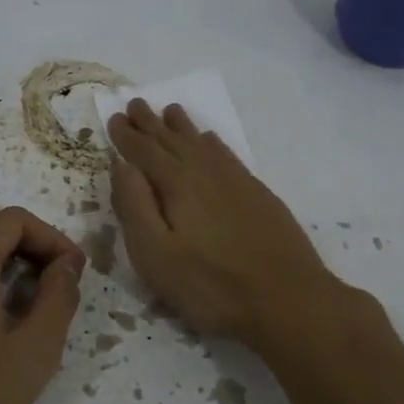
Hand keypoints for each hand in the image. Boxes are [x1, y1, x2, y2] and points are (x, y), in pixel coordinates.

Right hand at [108, 99, 341, 346]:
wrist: (288, 300)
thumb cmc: (211, 286)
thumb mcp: (156, 255)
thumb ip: (135, 205)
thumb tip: (121, 163)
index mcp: (177, 184)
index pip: (144, 151)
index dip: (127, 135)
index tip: (114, 116)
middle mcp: (206, 172)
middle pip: (173, 140)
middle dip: (151, 123)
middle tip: (136, 103)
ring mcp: (237, 181)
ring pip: (202, 143)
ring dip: (182, 126)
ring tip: (170, 110)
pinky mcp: (258, 194)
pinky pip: (228, 155)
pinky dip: (213, 143)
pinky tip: (211, 140)